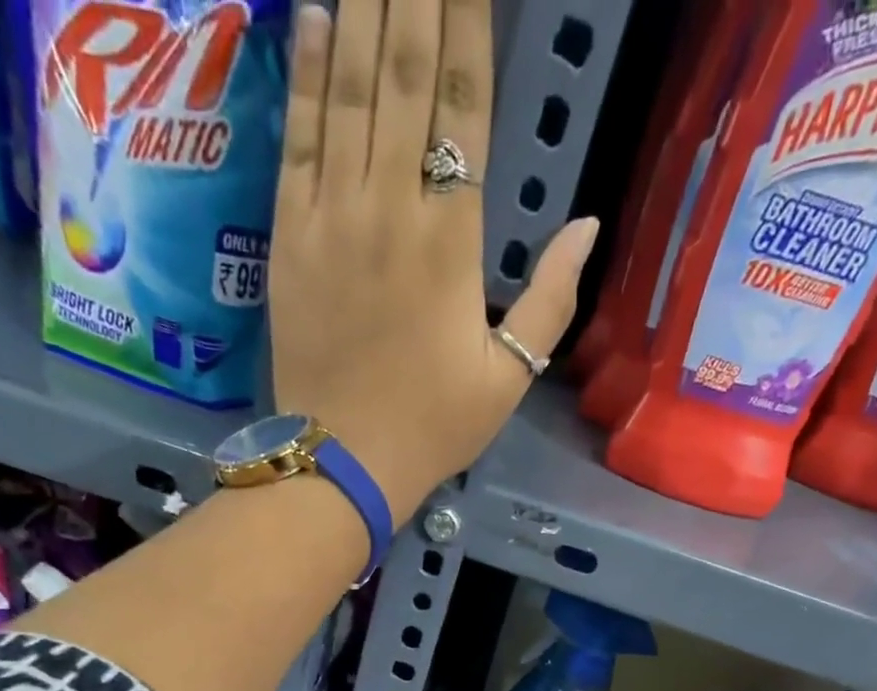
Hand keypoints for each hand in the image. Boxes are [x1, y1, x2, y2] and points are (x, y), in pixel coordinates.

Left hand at [270, 0, 600, 517]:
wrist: (344, 460)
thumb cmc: (432, 426)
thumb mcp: (508, 379)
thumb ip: (550, 301)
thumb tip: (587, 226)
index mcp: (452, 241)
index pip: (464, 107)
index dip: (469, 21)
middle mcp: (391, 208)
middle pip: (406, 74)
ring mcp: (333, 217)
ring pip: (351, 89)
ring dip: (365, 9)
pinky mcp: (288, 236)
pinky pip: (298, 138)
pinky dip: (308, 73)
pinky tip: (318, 15)